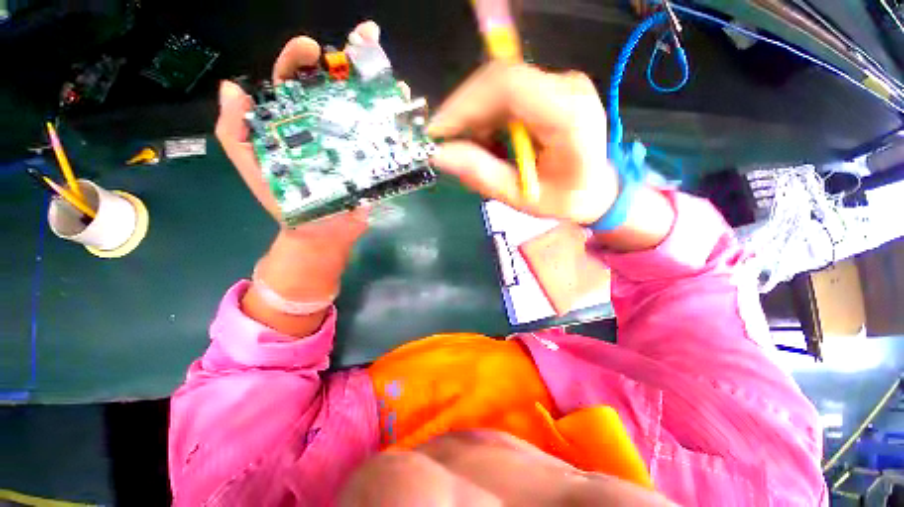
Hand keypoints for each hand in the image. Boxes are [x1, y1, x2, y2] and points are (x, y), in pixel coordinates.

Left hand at [215, 22, 386, 246]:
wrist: (319, 232)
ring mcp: (354, 143)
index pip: (295, 80)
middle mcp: (327, 125)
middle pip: (337, 86)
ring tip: (389, 77)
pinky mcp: (373, 161)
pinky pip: (385, 139)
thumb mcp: (252, 166)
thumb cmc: (285, 202)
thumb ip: (235, 131)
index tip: (310, 48)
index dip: (299, 59)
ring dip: (379, 87)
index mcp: (296, 121)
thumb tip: (233, 88)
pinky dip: (396, 123)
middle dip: (350, 60)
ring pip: (366, 107)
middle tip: (364, 41)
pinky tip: (403, 108)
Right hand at [428, 64, 618, 225]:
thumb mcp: (521, 197)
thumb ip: (481, 175)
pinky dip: (486, 118)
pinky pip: (504, 94)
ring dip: (475, 118)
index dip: (464, 105)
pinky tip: (487, 142)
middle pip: (498, 81)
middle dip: (464, 114)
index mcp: (569, 116)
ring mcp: (558, 84)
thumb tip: (439, 155)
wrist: (596, 187)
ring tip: (472, 151)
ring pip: (497, 86)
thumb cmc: (564, 199)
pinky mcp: (548, 89)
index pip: (507, 87)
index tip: (438, 133)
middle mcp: (566, 88)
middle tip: (448, 146)